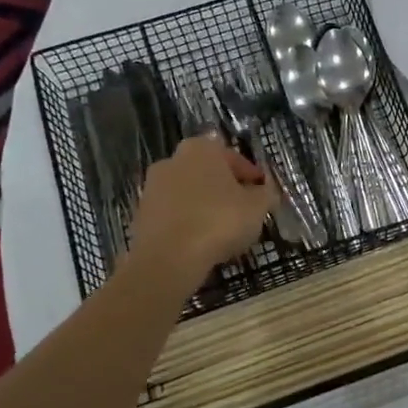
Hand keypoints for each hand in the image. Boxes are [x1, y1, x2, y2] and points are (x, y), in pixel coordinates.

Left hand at [129, 136, 277, 281]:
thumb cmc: (218, 221)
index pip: (234, 157)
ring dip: (206, 207)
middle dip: (226, 190)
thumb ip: (266, 194)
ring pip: (190, 194)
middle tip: (244, 212)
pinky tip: (202, 243)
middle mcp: (172, 160)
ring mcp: (152, 187)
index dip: (252, 176)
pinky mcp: (141, 214)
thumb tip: (265, 191)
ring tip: (224, 232)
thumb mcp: (257, 207)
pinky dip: (189, 223)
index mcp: (201, 149)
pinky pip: (175, 215)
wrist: (168, 258)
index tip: (263, 194)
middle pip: (208, 173)